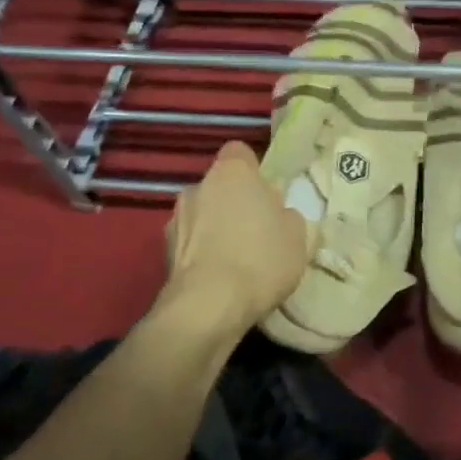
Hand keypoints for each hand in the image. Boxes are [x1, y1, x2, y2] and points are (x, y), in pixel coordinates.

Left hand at [160, 142, 309, 330]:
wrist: (208, 307)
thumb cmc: (261, 259)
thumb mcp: (298, 235)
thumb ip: (287, 215)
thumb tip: (277, 214)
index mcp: (232, 172)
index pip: (240, 152)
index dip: (254, 170)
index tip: (268, 193)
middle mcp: (198, 186)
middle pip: (220, 185)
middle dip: (234, 201)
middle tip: (257, 228)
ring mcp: (175, 218)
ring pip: (202, 213)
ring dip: (214, 227)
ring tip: (235, 258)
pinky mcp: (162, 252)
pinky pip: (190, 242)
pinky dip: (201, 252)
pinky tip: (219, 277)